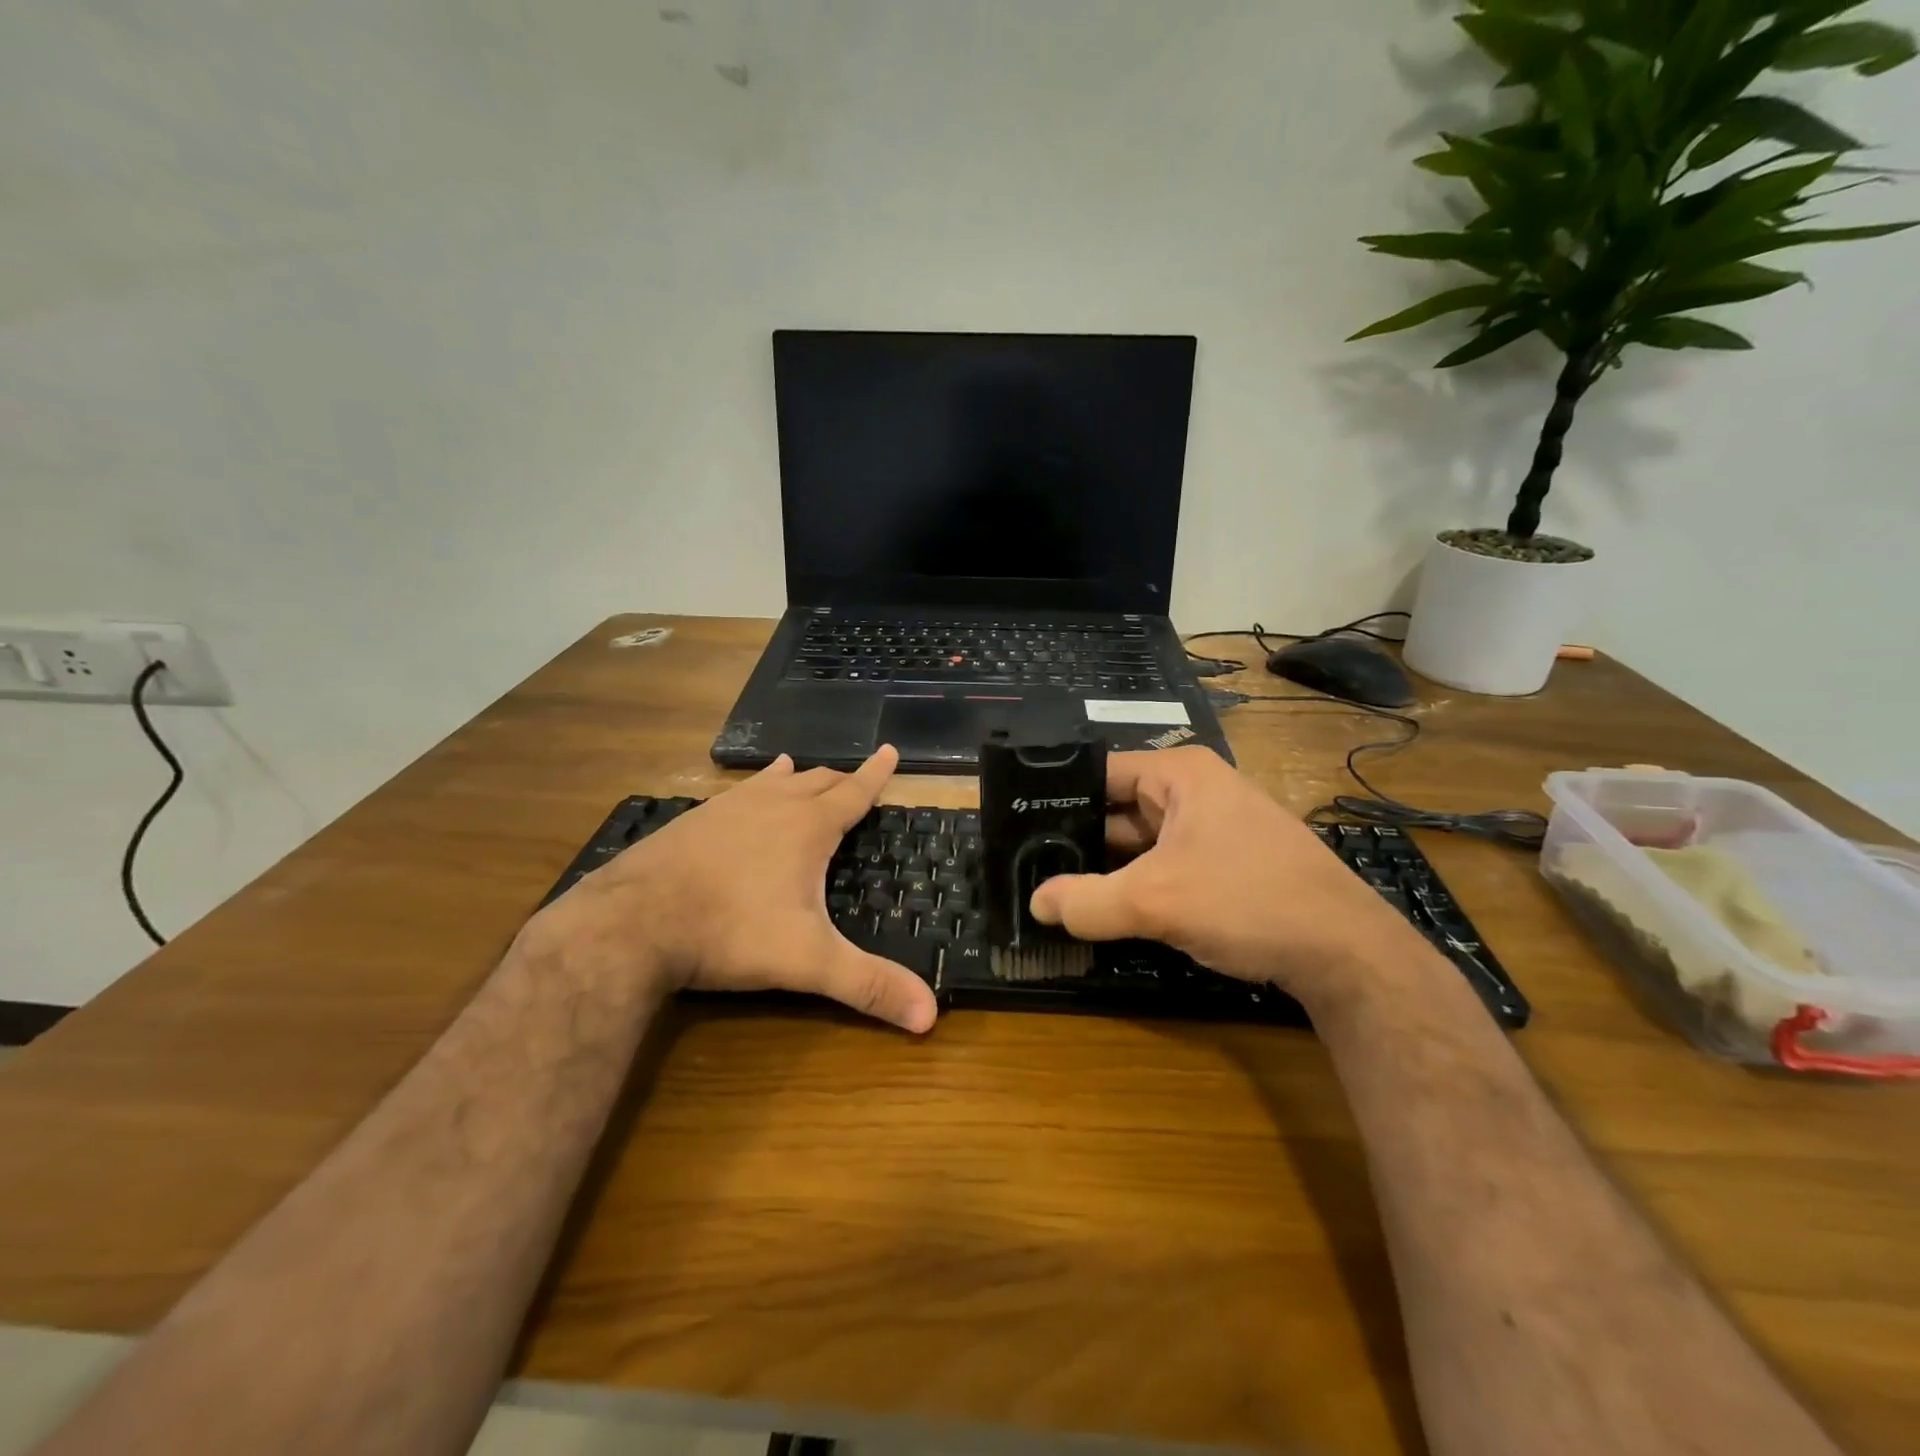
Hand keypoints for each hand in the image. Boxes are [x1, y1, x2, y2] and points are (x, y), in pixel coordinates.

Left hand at [534, 747, 937, 1032]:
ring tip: (800, 768)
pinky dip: (754, 787)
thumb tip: (930, 1017)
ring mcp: (728, 808)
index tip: (890, 749)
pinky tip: (742, 795)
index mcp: (808, 827)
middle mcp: (772, 805)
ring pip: (773, 781)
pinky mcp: (693, 819)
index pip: (854, 792)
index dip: (876, 774)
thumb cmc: (732, 932)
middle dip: (840, 780)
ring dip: (795, 778)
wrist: (634, 922)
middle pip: (817, 782)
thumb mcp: (808, 962)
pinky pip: (736, 793)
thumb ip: (868, 985)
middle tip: (854, 779)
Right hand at [1028, 747, 1423, 1002]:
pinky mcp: (1223, 865)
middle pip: (1116, 809)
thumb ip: (1087, 901)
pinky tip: (1103, 910)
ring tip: (1052, 890)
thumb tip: (1035, 904)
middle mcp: (1195, 792)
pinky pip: (1163, 866)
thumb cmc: (1249, 901)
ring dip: (1105, 868)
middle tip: (1025, 866)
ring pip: (1139, 843)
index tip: (1014, 827)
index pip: (1098, 772)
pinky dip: (1135, 886)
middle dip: (1077, 840)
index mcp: (1180, 774)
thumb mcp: (1157, 901)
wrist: (1348, 955)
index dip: (1055, 798)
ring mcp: (1212, 830)